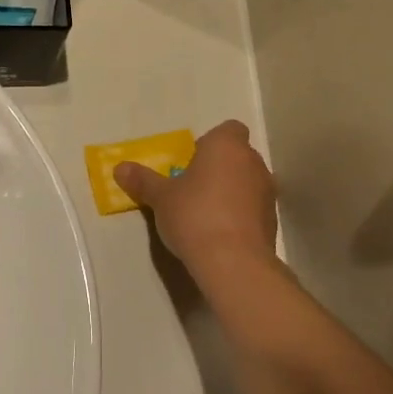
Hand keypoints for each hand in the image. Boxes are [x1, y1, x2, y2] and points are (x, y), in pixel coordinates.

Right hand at [114, 120, 277, 285]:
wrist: (234, 263)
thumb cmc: (195, 216)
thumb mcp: (161, 198)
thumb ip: (143, 180)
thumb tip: (119, 168)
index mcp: (227, 146)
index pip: (228, 130)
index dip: (210, 144)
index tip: (192, 164)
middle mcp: (253, 162)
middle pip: (237, 156)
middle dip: (218, 169)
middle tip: (193, 190)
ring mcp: (267, 192)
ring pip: (247, 183)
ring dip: (231, 192)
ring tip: (206, 215)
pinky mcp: (273, 221)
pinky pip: (253, 209)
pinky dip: (240, 215)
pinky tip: (221, 235)